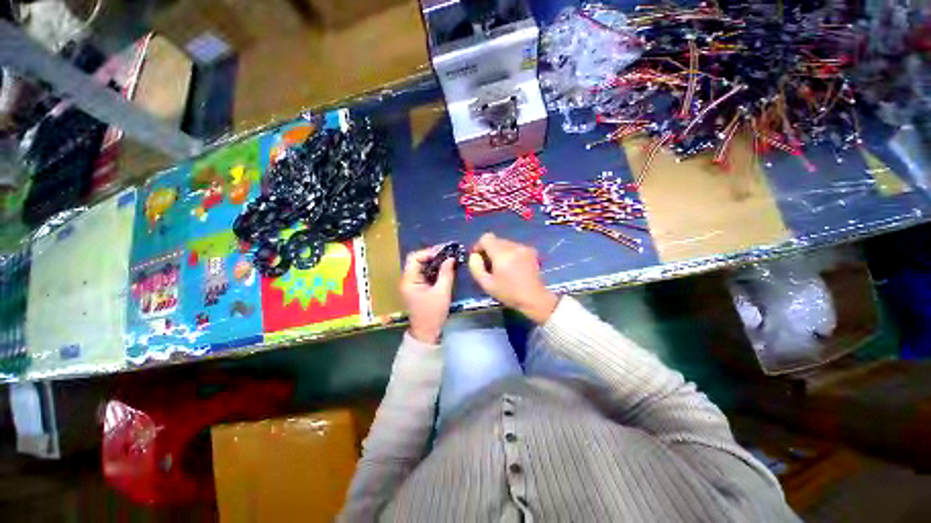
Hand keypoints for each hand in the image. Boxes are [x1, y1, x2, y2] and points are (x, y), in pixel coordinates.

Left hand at [400, 247, 455, 343]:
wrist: (426, 333)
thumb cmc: (433, 313)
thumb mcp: (442, 292)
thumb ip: (446, 273)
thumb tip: (451, 258)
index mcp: (409, 280)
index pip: (414, 258)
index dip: (428, 252)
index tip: (444, 251)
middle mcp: (407, 279)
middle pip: (417, 260)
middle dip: (432, 255)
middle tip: (448, 253)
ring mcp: (411, 283)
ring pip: (421, 266)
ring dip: (434, 262)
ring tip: (448, 259)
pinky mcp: (417, 287)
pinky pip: (424, 273)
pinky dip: (433, 269)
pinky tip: (444, 268)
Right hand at [468, 233, 557, 323]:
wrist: (535, 298)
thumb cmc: (509, 293)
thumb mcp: (487, 284)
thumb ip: (476, 268)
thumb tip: (474, 256)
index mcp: (502, 253)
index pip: (486, 238)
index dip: (479, 245)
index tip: (478, 257)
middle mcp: (513, 246)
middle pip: (496, 240)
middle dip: (489, 250)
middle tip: (489, 265)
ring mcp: (524, 248)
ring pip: (505, 243)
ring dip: (500, 252)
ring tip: (501, 267)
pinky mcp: (531, 251)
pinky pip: (515, 247)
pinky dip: (510, 253)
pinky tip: (513, 267)